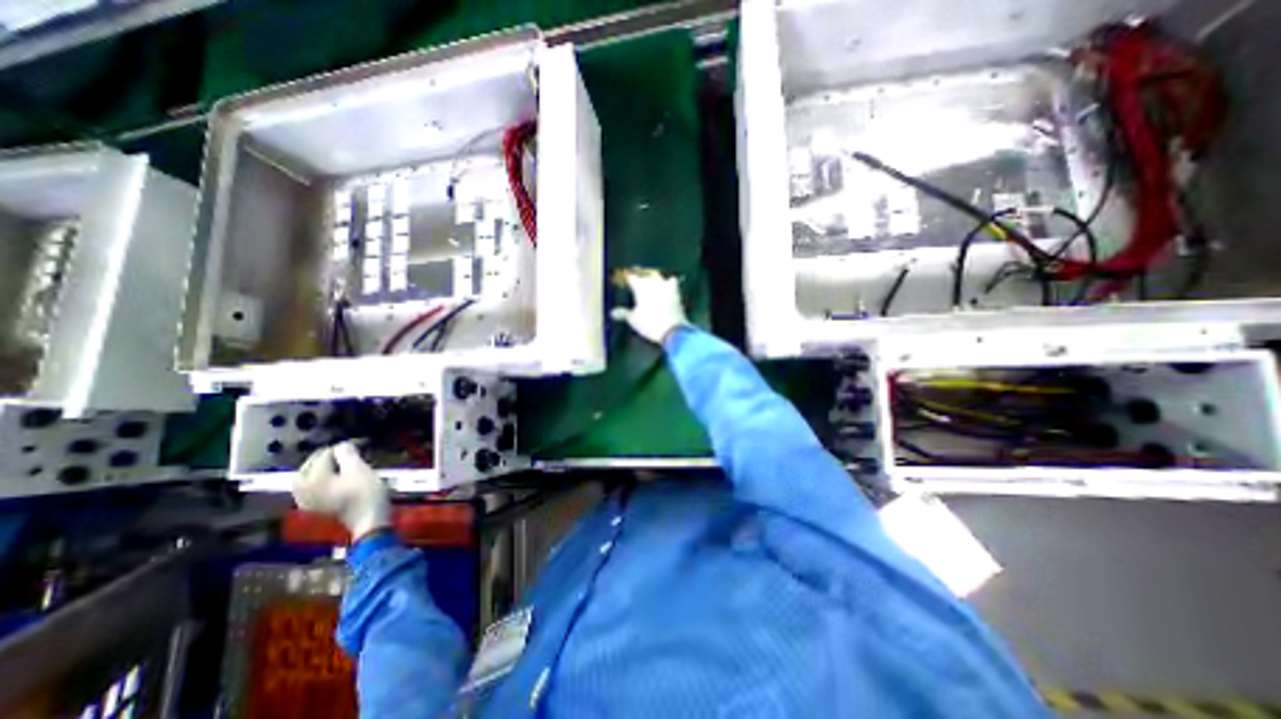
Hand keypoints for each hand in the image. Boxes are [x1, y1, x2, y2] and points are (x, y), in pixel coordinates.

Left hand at [298, 444, 392, 538]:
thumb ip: (347, 453)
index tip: (360, 444)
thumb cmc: (365, 492)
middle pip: (311, 464)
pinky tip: (333, 476)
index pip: (324, 454)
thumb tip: (342, 444)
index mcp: (311, 478)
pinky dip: (321, 478)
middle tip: (349, 451)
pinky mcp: (314, 506)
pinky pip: (311, 486)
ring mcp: (306, 500)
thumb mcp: (359, 469)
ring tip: (341, 461)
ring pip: (309, 476)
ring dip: (323, 466)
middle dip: (328, 456)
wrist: (368, 519)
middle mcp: (301, 489)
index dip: (343, 447)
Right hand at [610, 268, 690, 344]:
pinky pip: (673, 281)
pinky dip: (669, 282)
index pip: (631, 278)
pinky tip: (668, 284)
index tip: (625, 278)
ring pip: (657, 275)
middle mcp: (652, 284)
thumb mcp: (633, 320)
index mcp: (640, 288)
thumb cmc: (649, 324)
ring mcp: (665, 286)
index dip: (628, 277)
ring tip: (650, 279)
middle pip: (644, 274)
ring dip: (653, 276)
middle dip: (640, 274)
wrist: (672, 329)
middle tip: (636, 276)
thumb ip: (623, 313)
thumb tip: (612, 312)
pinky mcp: (676, 292)